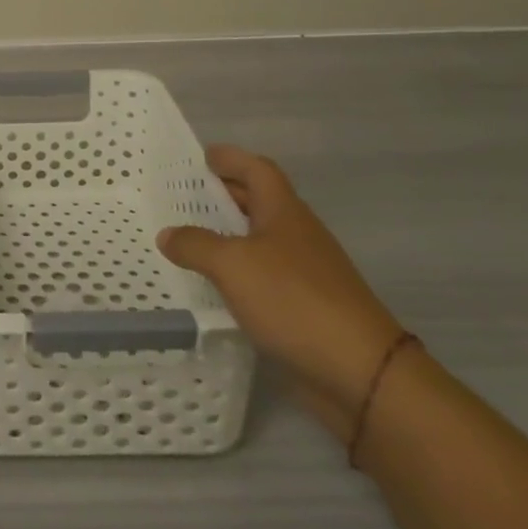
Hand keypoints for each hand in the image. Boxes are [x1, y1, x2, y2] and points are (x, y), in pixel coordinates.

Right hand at [158, 146, 403, 441]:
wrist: (360, 372)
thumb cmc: (294, 300)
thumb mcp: (232, 265)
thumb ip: (195, 245)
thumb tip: (167, 234)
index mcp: (284, 212)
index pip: (258, 169)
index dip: (231, 159)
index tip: (202, 156)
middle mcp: (297, 235)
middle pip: (259, 202)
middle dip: (225, 194)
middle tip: (185, 194)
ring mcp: (305, 272)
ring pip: (260, 240)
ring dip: (228, 235)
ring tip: (189, 237)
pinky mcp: (305, 306)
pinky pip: (263, 275)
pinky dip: (238, 272)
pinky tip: (214, 285)